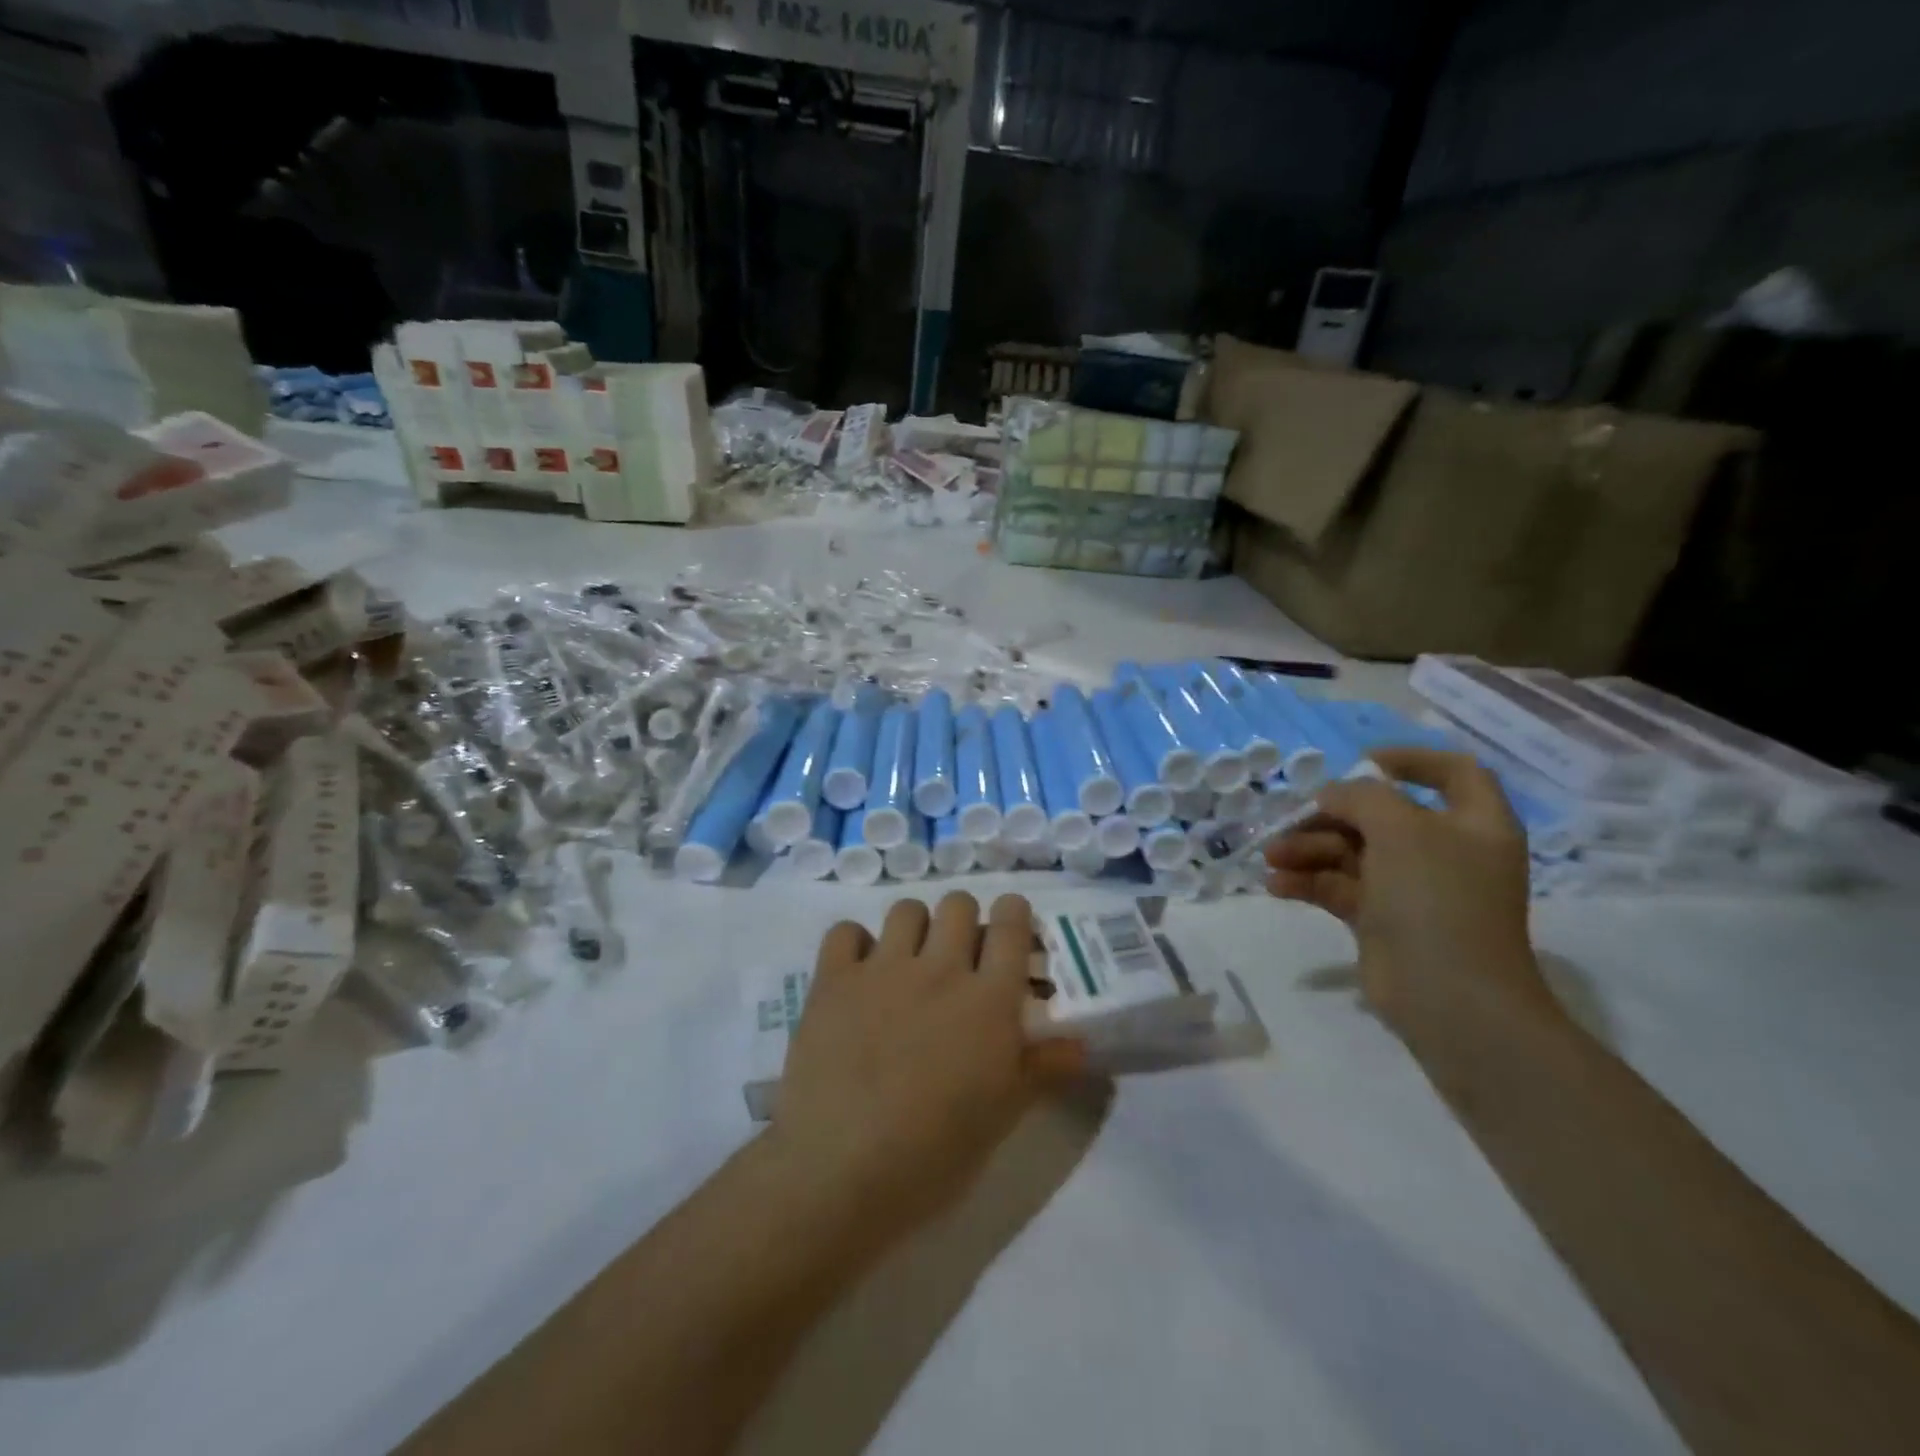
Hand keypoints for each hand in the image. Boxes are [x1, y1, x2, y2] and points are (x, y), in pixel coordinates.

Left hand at [768, 892, 1085, 1243]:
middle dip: (963, 921)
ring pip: (906, 909)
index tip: (1010, 931)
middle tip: (958, 958)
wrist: (840, 1172)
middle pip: (958, 904)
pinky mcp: (833, 980)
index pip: (1011, 924)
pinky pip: (845, 931)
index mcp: (988, 1000)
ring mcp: (882, 969)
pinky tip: (857, 974)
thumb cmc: (934, 1154)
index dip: (1013, 916)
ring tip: (908, 963)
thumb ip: (1042, 1069)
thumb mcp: (1002, 1116)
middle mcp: (939, 969)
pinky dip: (854, 944)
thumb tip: (1081, 1045)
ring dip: (913, 928)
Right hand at [1265, 746, 1560, 1055]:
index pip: (1453, 772)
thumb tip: (1333, 795)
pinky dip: (1308, 882)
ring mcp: (1413, 888)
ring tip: (1273, 858)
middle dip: (1330, 815)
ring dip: (1309, 849)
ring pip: (1352, 851)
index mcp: (1474, 824)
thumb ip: (1363, 797)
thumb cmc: (1436, 899)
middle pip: (1381, 815)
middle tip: (1291, 822)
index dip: (1411, 759)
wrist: (1449, 998)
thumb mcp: (1401, 829)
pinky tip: (1276, 885)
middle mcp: (1445, 851)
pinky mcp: (1383, 919)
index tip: (1360, 761)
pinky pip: (1340, 887)